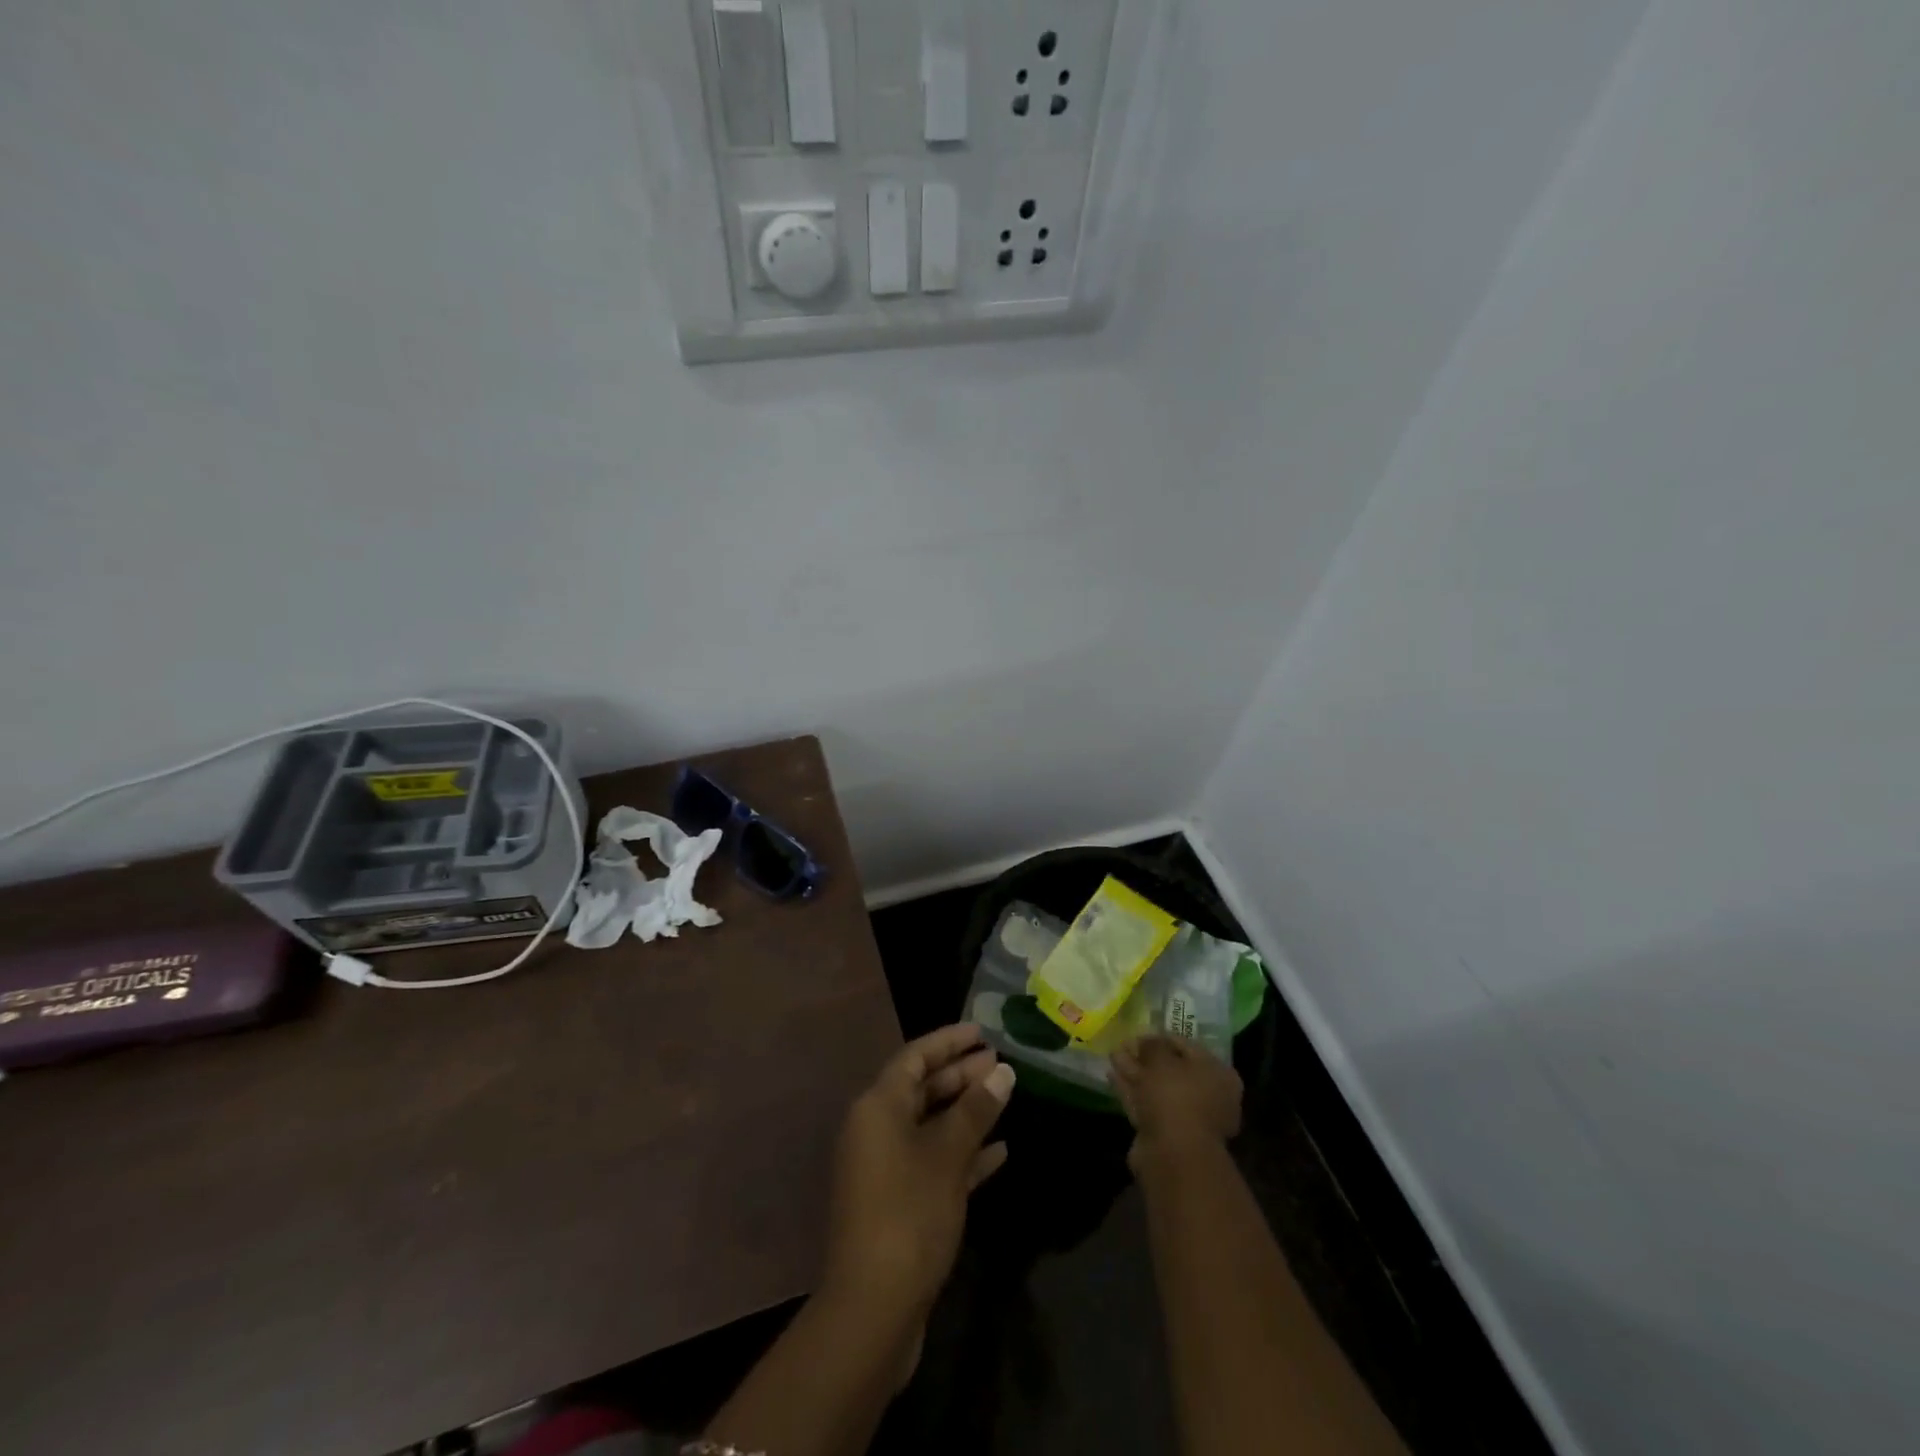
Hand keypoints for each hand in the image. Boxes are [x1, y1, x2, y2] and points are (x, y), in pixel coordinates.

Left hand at [823, 1024, 1015, 1321]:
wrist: (872, 1308)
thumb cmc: (909, 1213)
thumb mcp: (947, 1156)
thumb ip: (975, 1110)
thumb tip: (1002, 1071)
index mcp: (878, 1107)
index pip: (914, 1057)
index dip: (948, 1041)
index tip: (981, 1031)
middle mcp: (876, 1129)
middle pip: (921, 1088)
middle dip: (960, 1074)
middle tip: (1000, 1063)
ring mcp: (885, 1168)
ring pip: (929, 1125)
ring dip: (965, 1112)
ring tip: (1004, 1096)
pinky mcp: (898, 1202)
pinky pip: (933, 1161)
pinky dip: (962, 1152)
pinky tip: (999, 1152)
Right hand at [1111, 1035, 1242, 1168]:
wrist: (1174, 1154)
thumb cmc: (1176, 1096)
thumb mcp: (1161, 1059)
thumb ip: (1152, 1045)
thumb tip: (1144, 1040)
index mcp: (1218, 1074)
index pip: (1188, 1046)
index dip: (1161, 1037)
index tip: (1138, 1033)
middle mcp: (1209, 1096)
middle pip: (1172, 1069)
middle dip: (1145, 1057)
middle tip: (1123, 1044)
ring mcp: (1187, 1118)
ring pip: (1157, 1088)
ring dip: (1135, 1072)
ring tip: (1112, 1055)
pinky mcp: (1166, 1134)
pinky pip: (1147, 1104)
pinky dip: (1131, 1091)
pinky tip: (1112, 1076)